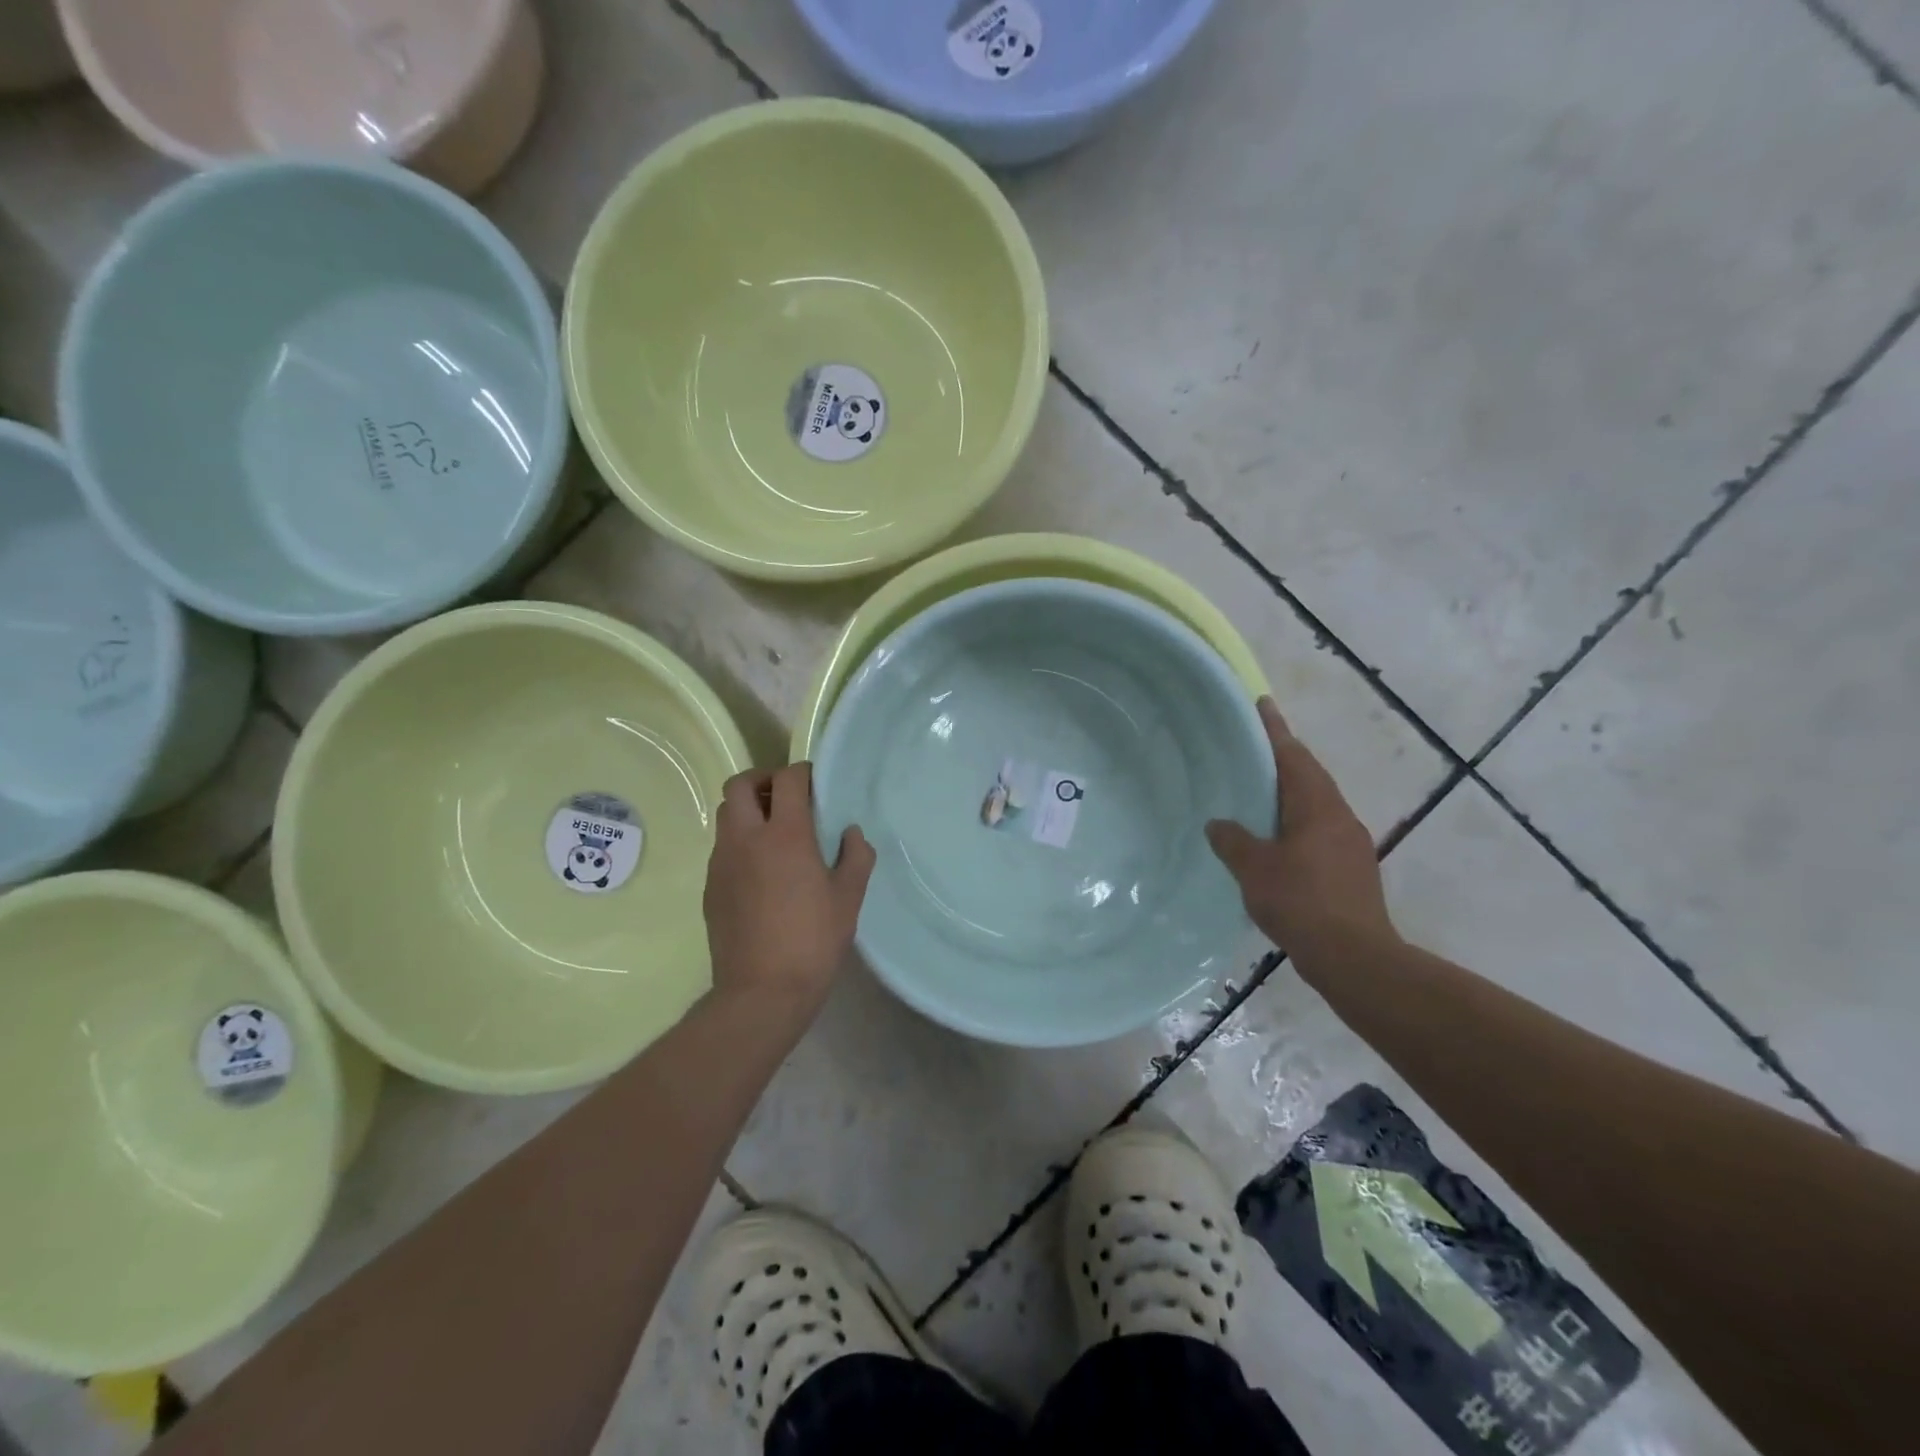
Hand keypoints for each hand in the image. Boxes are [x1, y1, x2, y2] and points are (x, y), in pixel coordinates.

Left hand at [704, 762, 875, 1012]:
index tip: (817, 786)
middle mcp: (746, 839)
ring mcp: (722, 862)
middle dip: (763, 781)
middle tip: (787, 799)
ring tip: (775, 835)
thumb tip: (851, 833)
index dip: (803, 774)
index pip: (787, 779)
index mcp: (785, 835)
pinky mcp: (710, 886)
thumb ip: (856, 856)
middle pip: (739, 785)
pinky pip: (722, 848)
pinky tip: (762, 873)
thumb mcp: (848, 899)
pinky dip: (740, 843)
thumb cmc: (813, 941)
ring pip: (725, 815)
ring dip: (748, 811)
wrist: (761, 992)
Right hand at [1205, 698, 1396, 969]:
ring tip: (1260, 792)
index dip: (1275, 729)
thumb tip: (1218, 824)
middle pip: (1309, 775)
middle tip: (1254, 747)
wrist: (1354, 957)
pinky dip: (1296, 822)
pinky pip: (1319, 829)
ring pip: (1316, 804)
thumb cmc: (1301, 901)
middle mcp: (1338, 816)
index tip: (1262, 703)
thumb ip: (1232, 840)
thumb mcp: (1254, 868)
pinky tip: (1277, 840)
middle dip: (1284, 758)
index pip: (1293, 756)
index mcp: (1316, 806)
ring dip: (1290, 792)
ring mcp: (1350, 843)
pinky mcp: (1352, 868)